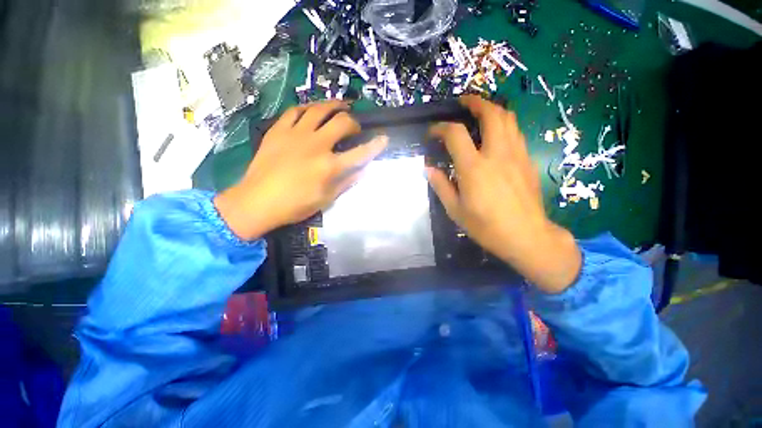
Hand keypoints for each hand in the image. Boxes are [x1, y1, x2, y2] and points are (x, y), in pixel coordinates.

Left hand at [214, 100, 387, 240]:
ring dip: (334, 106)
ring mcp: (296, 134)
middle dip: (354, 123)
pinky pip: (294, 111)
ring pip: (319, 109)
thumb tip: (362, 171)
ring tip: (341, 106)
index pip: (360, 153)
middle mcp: (316, 145)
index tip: (383, 139)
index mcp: (329, 166)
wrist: (257, 201)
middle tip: (354, 128)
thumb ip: (346, 183)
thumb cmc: (294, 205)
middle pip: (342, 122)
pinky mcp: (278, 130)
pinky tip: (312, 111)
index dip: (375, 145)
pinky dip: (307, 108)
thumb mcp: (326, 199)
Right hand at [426, 95, 580, 293]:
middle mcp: (497, 154)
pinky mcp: (528, 161)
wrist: (527, 236)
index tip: (433, 132)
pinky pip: (516, 133)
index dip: (441, 127)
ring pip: (508, 119)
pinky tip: (495, 135)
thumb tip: (428, 169)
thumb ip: (441, 185)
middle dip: (475, 102)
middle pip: (491, 113)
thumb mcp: (455, 210)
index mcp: (474, 168)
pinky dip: (503, 125)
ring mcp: (516, 155)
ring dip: (492, 110)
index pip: (455, 134)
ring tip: (480, 113)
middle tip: (463, 103)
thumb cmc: (486, 226)